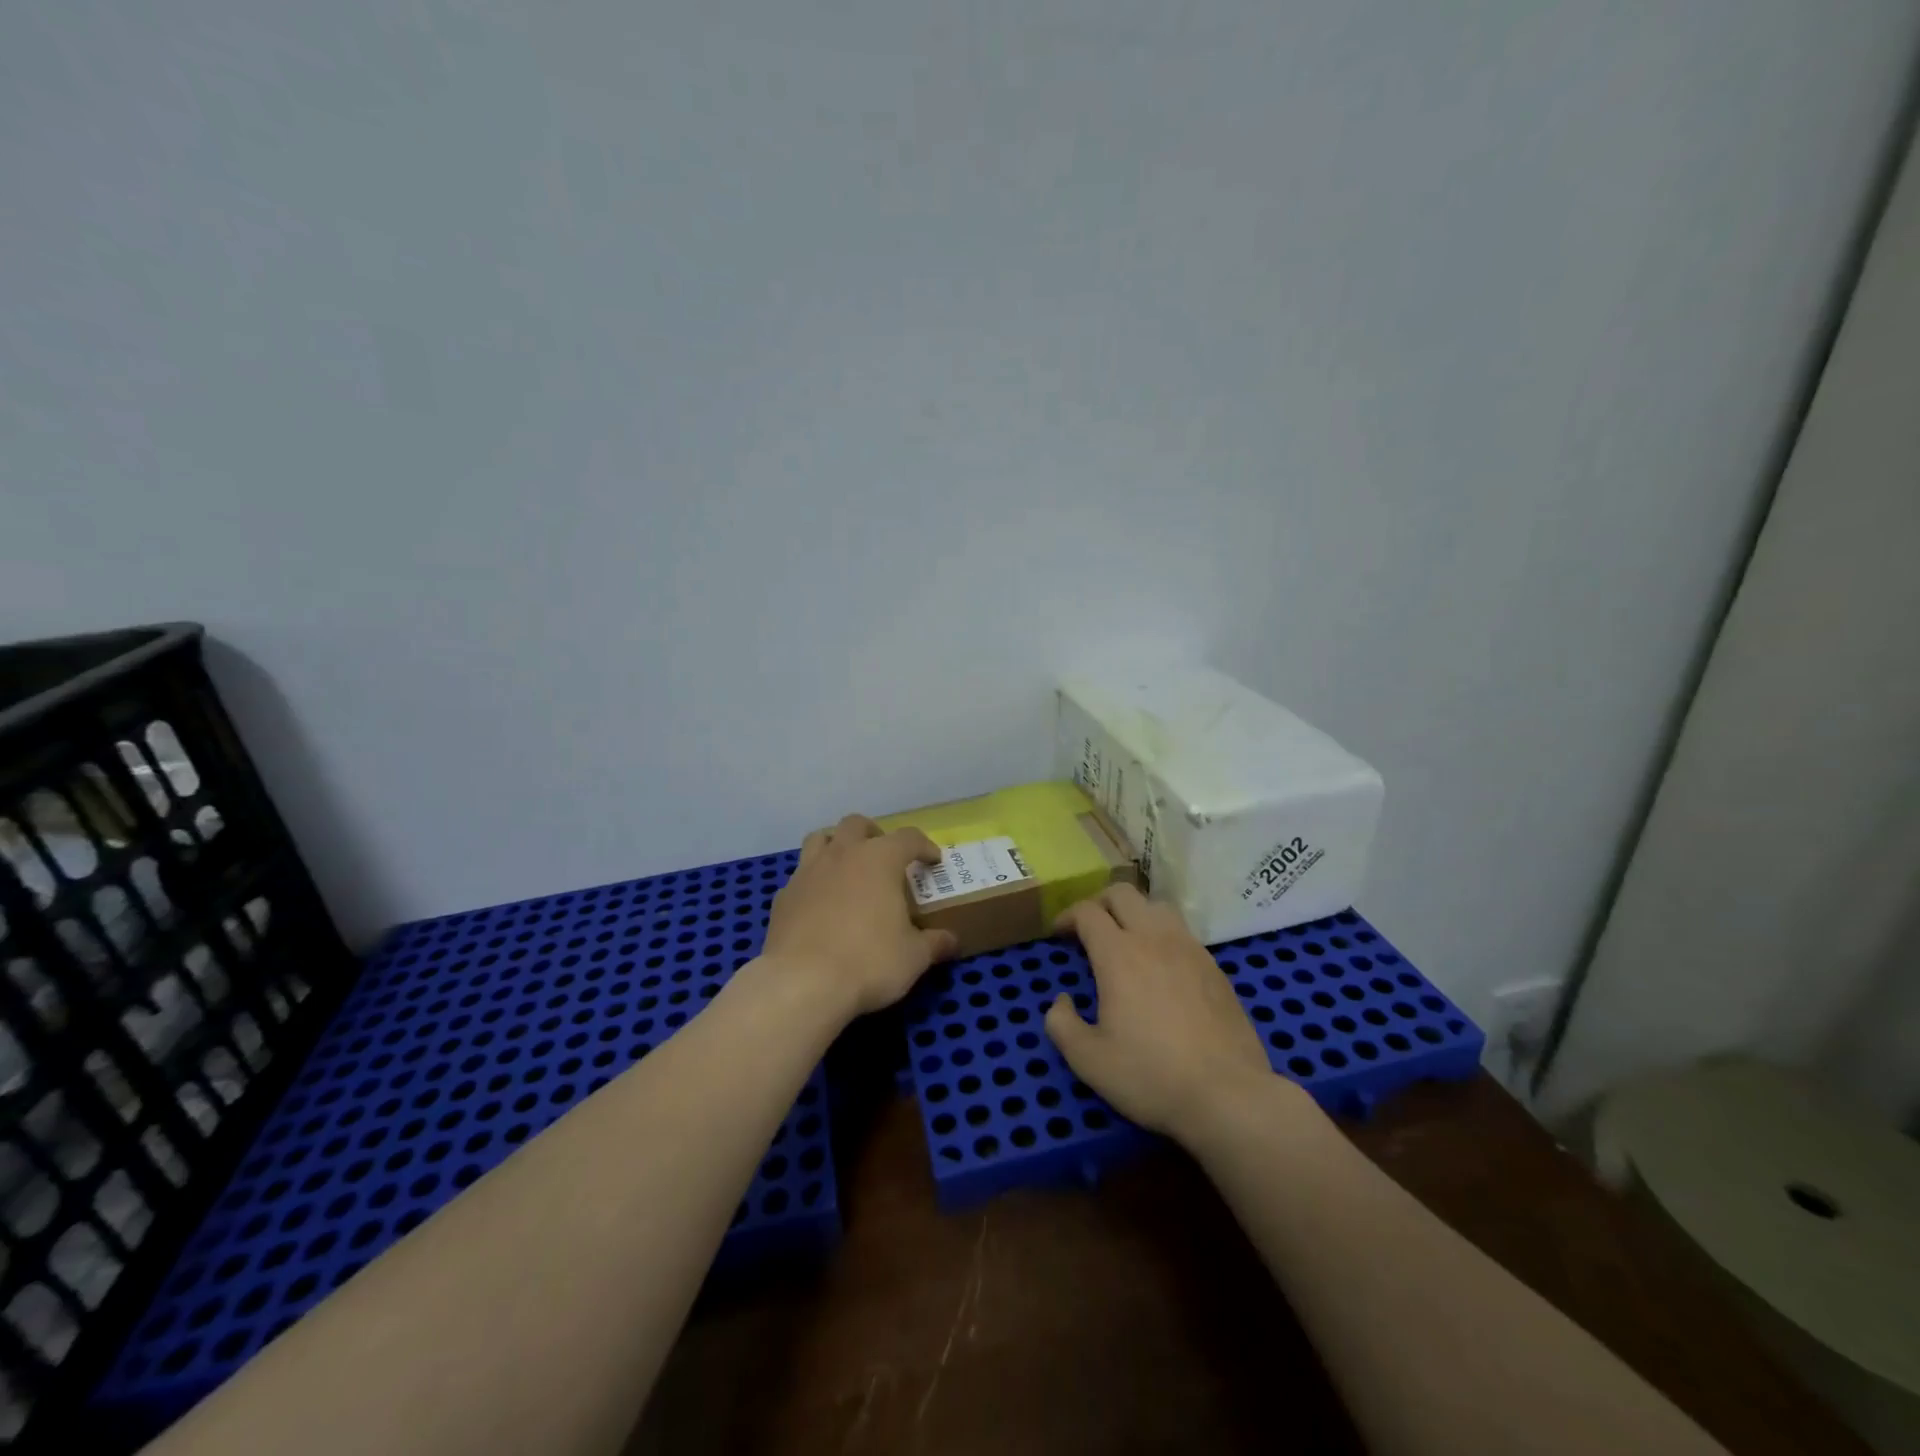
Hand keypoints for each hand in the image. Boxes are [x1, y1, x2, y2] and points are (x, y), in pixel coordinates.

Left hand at [763, 814, 957, 1017]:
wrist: (802, 983)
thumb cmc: (869, 962)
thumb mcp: (914, 957)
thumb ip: (935, 943)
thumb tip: (952, 940)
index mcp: (879, 859)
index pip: (908, 838)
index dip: (924, 846)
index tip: (933, 861)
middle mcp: (842, 855)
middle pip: (857, 824)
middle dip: (874, 834)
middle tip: (885, 857)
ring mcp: (808, 872)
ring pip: (820, 839)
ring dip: (837, 846)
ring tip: (848, 869)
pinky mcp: (784, 896)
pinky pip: (801, 875)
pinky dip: (814, 881)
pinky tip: (820, 905)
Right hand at [1045, 883, 1279, 1143]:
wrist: (1229, 1095)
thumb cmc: (1151, 1076)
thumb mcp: (1089, 1060)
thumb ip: (1061, 1025)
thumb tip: (1061, 1001)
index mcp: (1119, 954)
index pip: (1087, 912)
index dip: (1067, 916)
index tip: (1059, 935)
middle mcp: (1154, 939)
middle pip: (1123, 894)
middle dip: (1099, 903)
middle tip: (1088, 929)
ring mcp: (1190, 949)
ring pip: (1157, 907)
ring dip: (1134, 913)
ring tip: (1126, 941)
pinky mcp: (1215, 967)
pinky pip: (1182, 933)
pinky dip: (1162, 936)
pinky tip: (1161, 968)